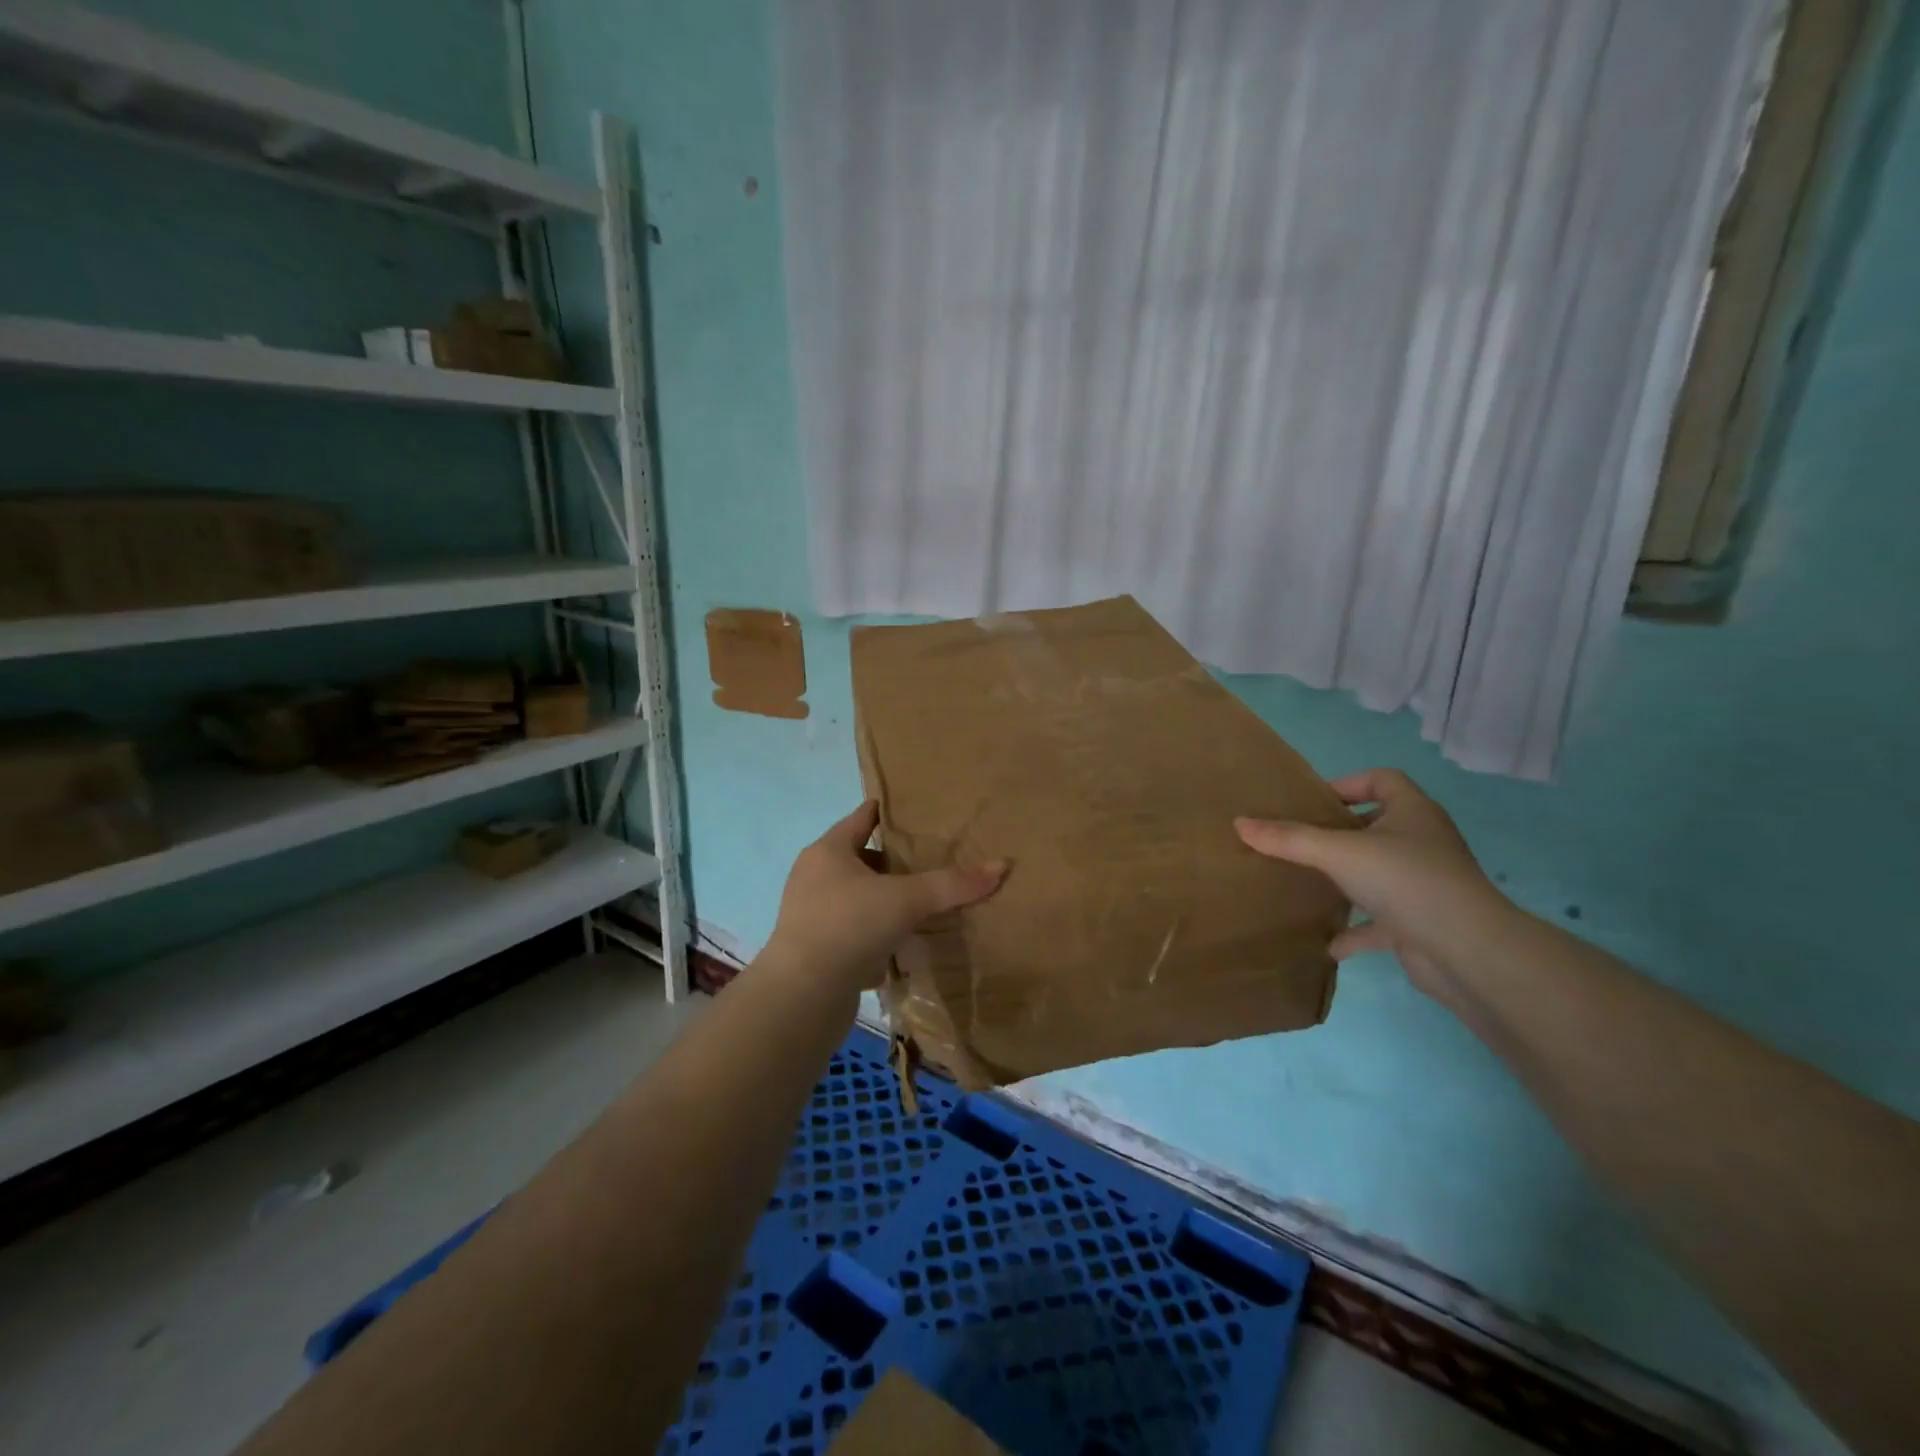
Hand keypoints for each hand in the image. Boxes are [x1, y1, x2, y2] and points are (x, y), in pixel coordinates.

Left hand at [764, 802, 1005, 991]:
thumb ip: (951, 884)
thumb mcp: (906, 900)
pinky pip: (852, 928)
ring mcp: (811, 915)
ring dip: (882, 897)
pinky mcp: (815, 949)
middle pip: (857, 857)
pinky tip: (900, 939)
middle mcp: (814, 877)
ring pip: (855, 896)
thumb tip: (1002, 866)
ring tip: (919, 900)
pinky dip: (875, 929)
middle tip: (928, 859)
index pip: (861, 819)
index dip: (886, 812)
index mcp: (827, 852)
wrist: (803, 995)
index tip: (912, 810)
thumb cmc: (849, 926)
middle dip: (890, 859)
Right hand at [1236, 769, 1514, 996]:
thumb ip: (1288, 839)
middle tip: (1299, 841)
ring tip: (1308, 884)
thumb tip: (1239, 823)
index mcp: (1413, 813)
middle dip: (1339, 833)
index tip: (1311, 803)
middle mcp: (1423, 842)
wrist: (1466, 951)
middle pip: (1378, 825)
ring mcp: (1425, 884)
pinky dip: (1356, 930)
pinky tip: (1328, 943)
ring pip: (1379, 873)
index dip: (1347, 784)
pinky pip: (1382, 921)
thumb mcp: (1338, 853)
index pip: (1382, 780)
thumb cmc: (1405, 880)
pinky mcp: (1422, 922)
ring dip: (1347, 880)